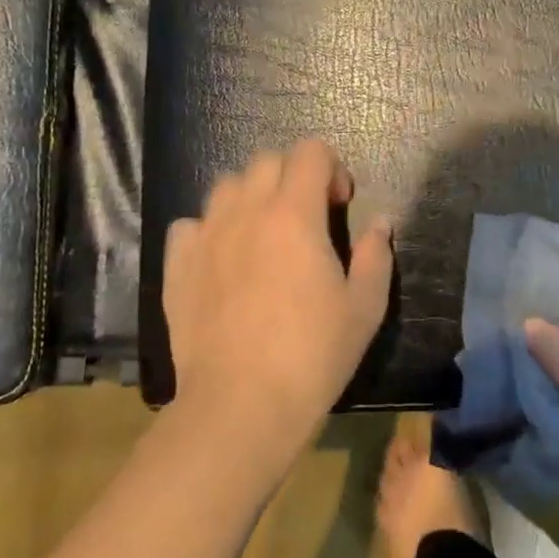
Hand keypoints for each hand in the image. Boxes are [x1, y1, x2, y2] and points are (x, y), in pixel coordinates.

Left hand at [162, 140, 393, 473]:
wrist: (241, 406)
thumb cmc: (313, 354)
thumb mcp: (365, 307)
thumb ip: (376, 255)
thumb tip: (380, 223)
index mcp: (294, 214)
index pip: (310, 152)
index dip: (332, 168)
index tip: (340, 205)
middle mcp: (246, 212)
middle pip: (267, 160)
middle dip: (293, 176)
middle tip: (308, 218)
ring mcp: (206, 237)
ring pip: (227, 186)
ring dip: (252, 196)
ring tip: (264, 234)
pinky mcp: (178, 266)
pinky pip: (191, 224)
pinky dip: (210, 229)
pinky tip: (223, 259)